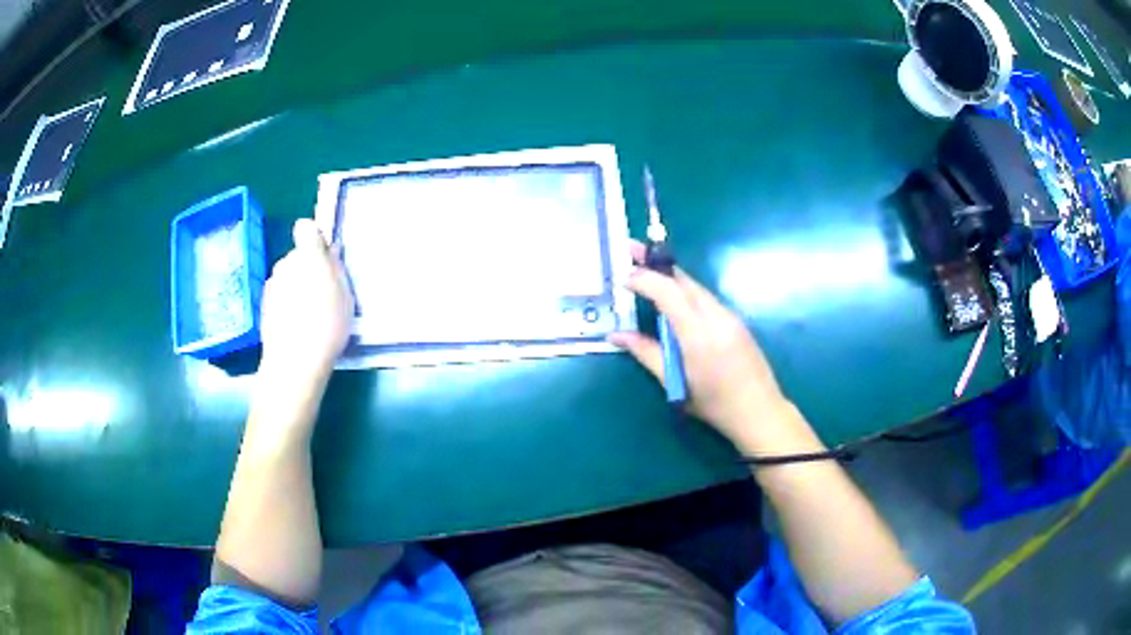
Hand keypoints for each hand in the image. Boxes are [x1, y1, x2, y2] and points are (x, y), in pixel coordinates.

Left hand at [259, 219, 353, 387]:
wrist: (293, 362)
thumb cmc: (326, 325)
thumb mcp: (345, 295)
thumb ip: (336, 268)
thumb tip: (329, 253)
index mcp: (307, 255)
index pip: (306, 228)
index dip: (314, 239)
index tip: (325, 257)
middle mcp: (285, 263)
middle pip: (296, 256)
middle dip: (307, 267)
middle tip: (323, 292)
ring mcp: (271, 284)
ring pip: (287, 277)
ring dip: (295, 287)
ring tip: (309, 314)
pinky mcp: (263, 306)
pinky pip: (279, 296)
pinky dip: (286, 304)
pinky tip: (296, 326)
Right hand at [610, 241, 811, 453]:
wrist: (759, 411)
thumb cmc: (714, 404)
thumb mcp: (675, 383)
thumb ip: (646, 353)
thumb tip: (617, 335)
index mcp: (697, 334)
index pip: (668, 292)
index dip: (644, 279)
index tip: (623, 276)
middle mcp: (715, 316)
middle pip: (683, 281)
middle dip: (656, 263)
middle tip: (631, 249)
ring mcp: (729, 316)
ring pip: (695, 287)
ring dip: (670, 276)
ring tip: (647, 268)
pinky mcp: (735, 321)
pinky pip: (705, 298)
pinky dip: (685, 290)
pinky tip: (673, 296)